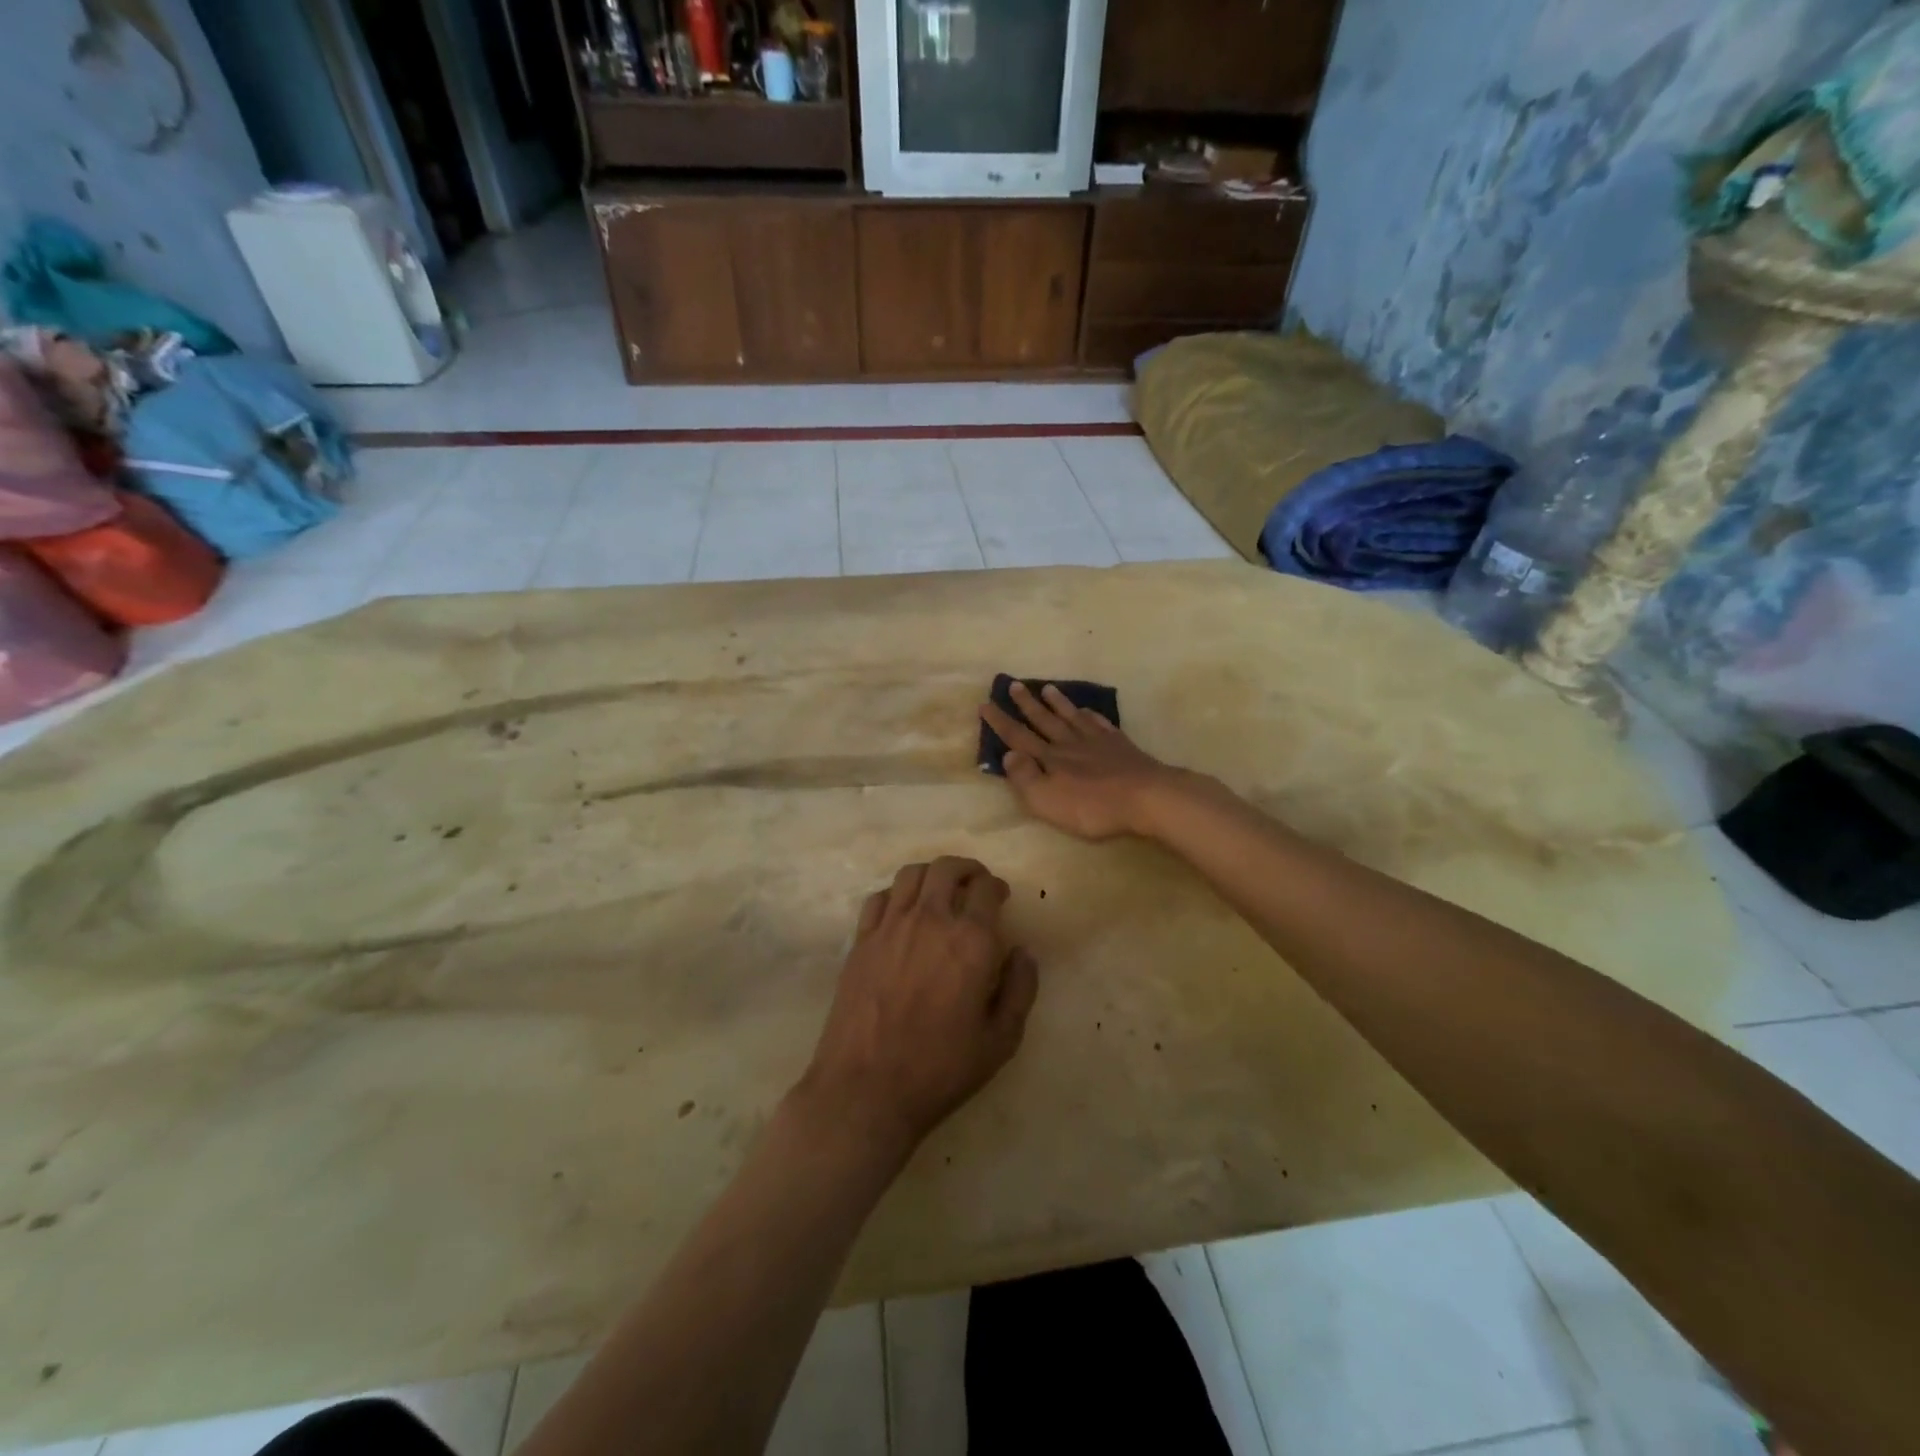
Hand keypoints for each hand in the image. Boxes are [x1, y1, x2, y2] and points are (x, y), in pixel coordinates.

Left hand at [796, 857, 1038, 1160]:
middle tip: (974, 885)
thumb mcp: (1000, 1041)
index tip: (1000, 897)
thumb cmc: (940, 1069)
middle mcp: (931, 920)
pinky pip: (879, 898)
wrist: (866, 1089)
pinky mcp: (861, 940)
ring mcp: (890, 927)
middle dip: (967, 870)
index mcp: (971, 941)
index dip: (997, 887)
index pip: (987, 888)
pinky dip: (896, 894)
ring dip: (932, 874)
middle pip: (947, 868)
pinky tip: (902, 912)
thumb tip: (1022, 952)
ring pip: (911, 874)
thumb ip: (1020, 989)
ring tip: (940, 890)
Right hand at [979, 682, 1180, 840]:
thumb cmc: (1092, 806)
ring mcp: (1097, 742)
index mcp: (1049, 759)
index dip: (1000, 722)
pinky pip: (1100, 724)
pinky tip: (1088, 710)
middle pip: (1044, 720)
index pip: (1018, 737)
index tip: (985, 704)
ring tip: (1046, 688)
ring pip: (1071, 717)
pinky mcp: (1120, 745)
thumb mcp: (1047, 801)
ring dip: (1057, 703)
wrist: (1145, 797)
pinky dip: (1091, 715)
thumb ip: (1026, 778)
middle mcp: (1069, 744)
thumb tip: (1009, 754)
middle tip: (1013, 684)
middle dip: (1026, 704)